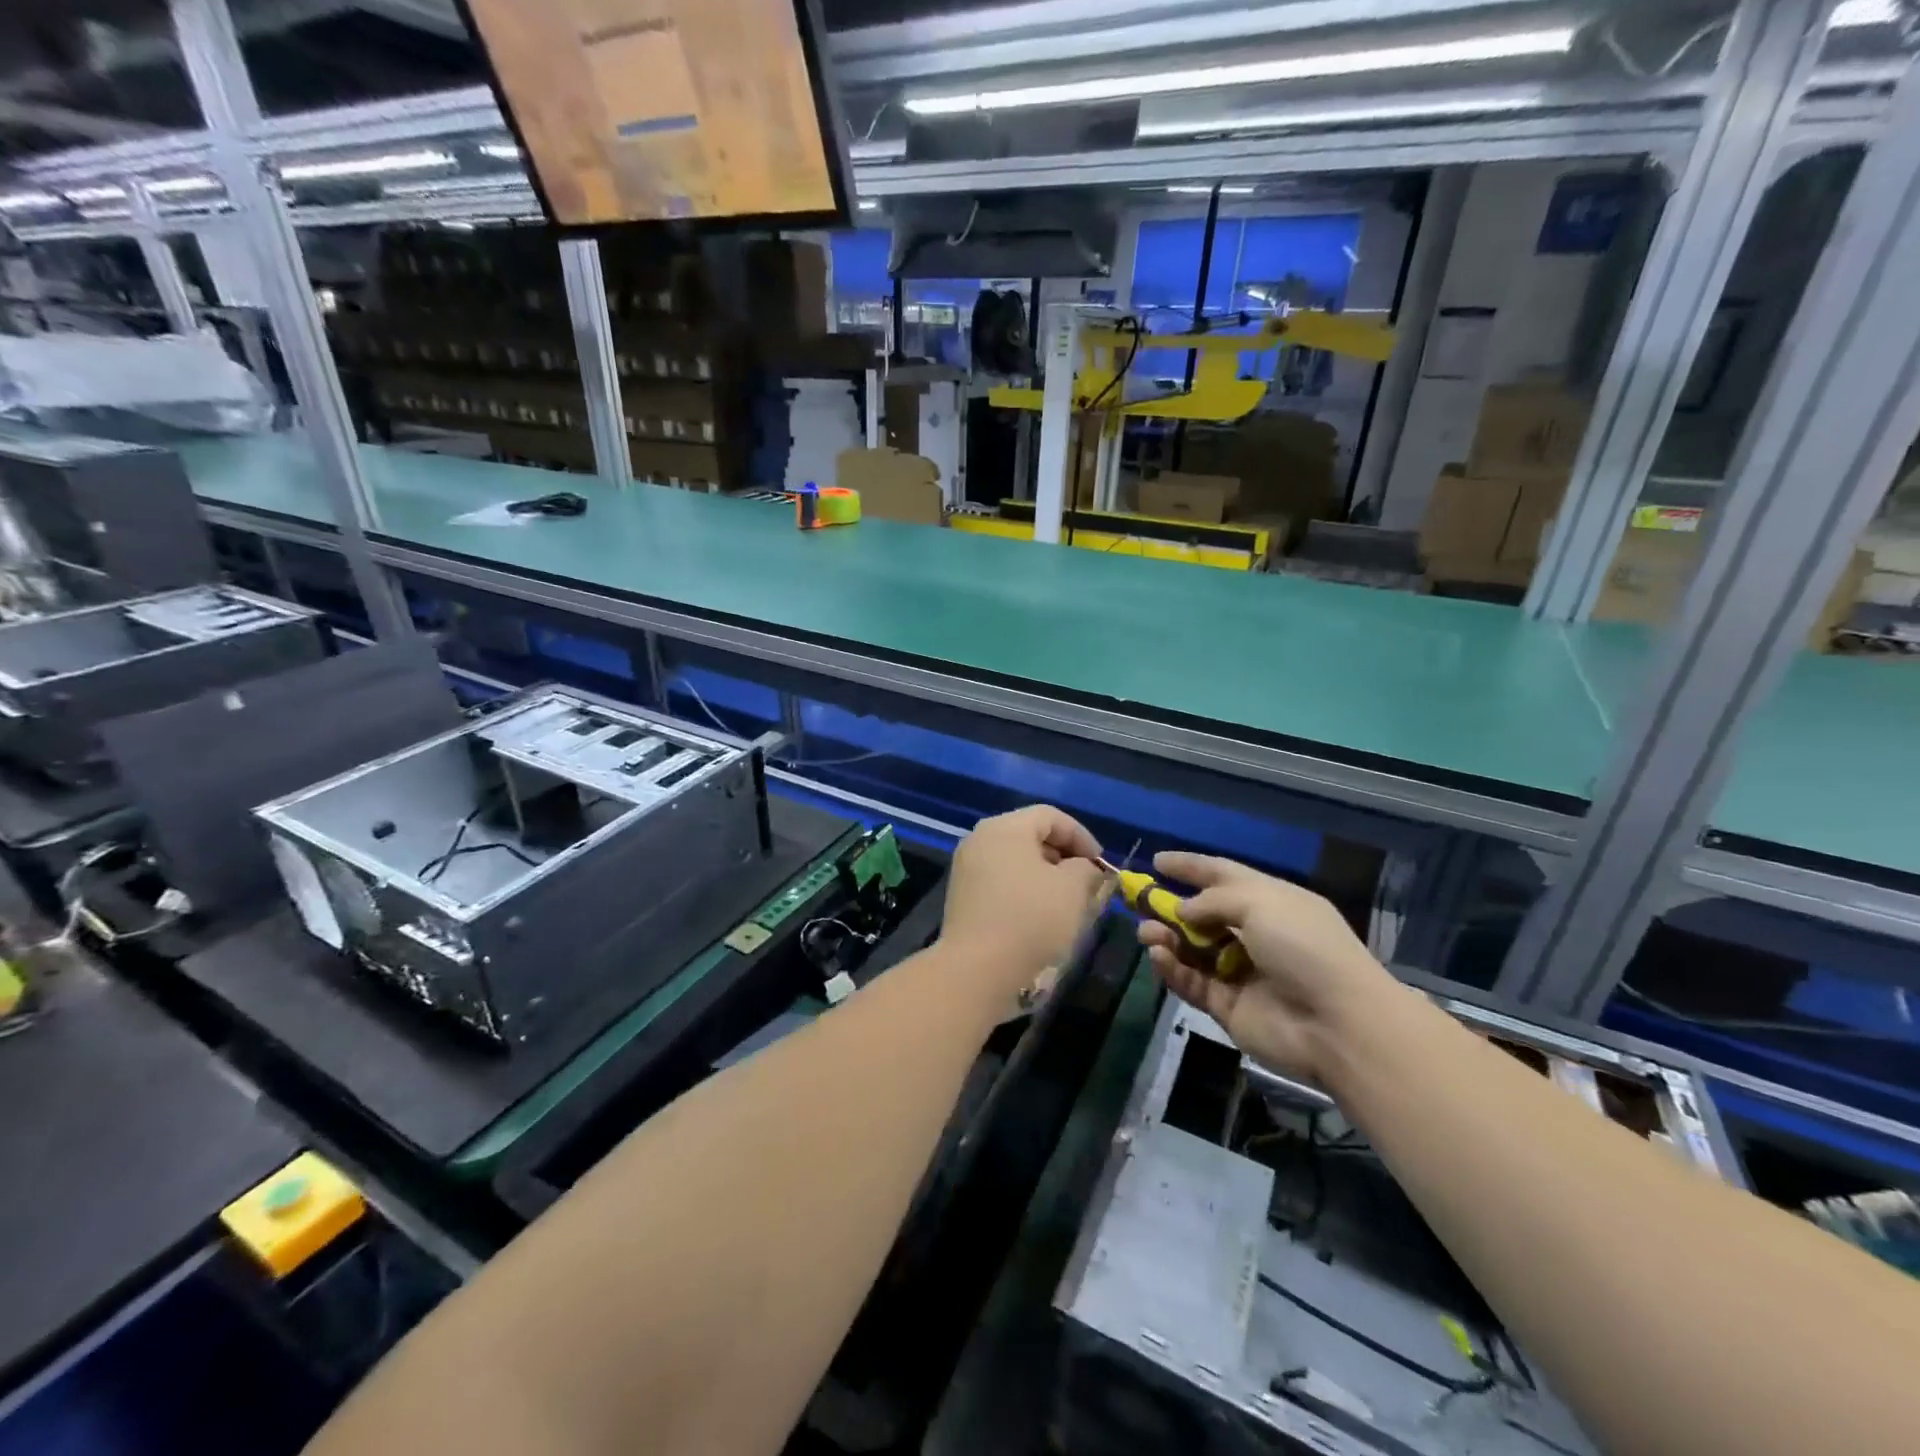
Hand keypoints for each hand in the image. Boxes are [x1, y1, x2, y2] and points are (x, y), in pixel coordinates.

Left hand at [943, 806, 1106, 992]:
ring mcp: (966, 868)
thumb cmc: (1030, 919)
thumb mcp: (1073, 890)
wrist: (976, 969)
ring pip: (1015, 861)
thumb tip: (1087, 869)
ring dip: (1045, 876)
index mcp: (1005, 828)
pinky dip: (1024, 890)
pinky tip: (1040, 915)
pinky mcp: (962, 897)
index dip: (1081, 836)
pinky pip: (1001, 881)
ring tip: (1068, 902)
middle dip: (1064, 856)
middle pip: (1030, 835)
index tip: (1101, 865)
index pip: (1050, 816)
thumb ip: (1087, 870)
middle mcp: (980, 839)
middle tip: (1087, 883)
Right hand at [1139, 852, 1395, 1082]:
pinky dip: (1173, 969)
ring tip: (1146, 934)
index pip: (1224, 875)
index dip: (1191, 866)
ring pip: (1192, 949)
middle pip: (1203, 914)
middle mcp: (1255, 933)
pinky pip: (1192, 982)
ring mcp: (1241, 971)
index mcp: (1271, 901)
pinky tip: (1159, 957)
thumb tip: (1183, 909)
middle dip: (1170, 906)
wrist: (1337, 1023)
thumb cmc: (1303, 947)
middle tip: (1138, 902)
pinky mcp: (1228, 1006)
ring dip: (1166, 938)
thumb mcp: (1260, 902)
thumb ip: (1212, 899)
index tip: (1158, 860)